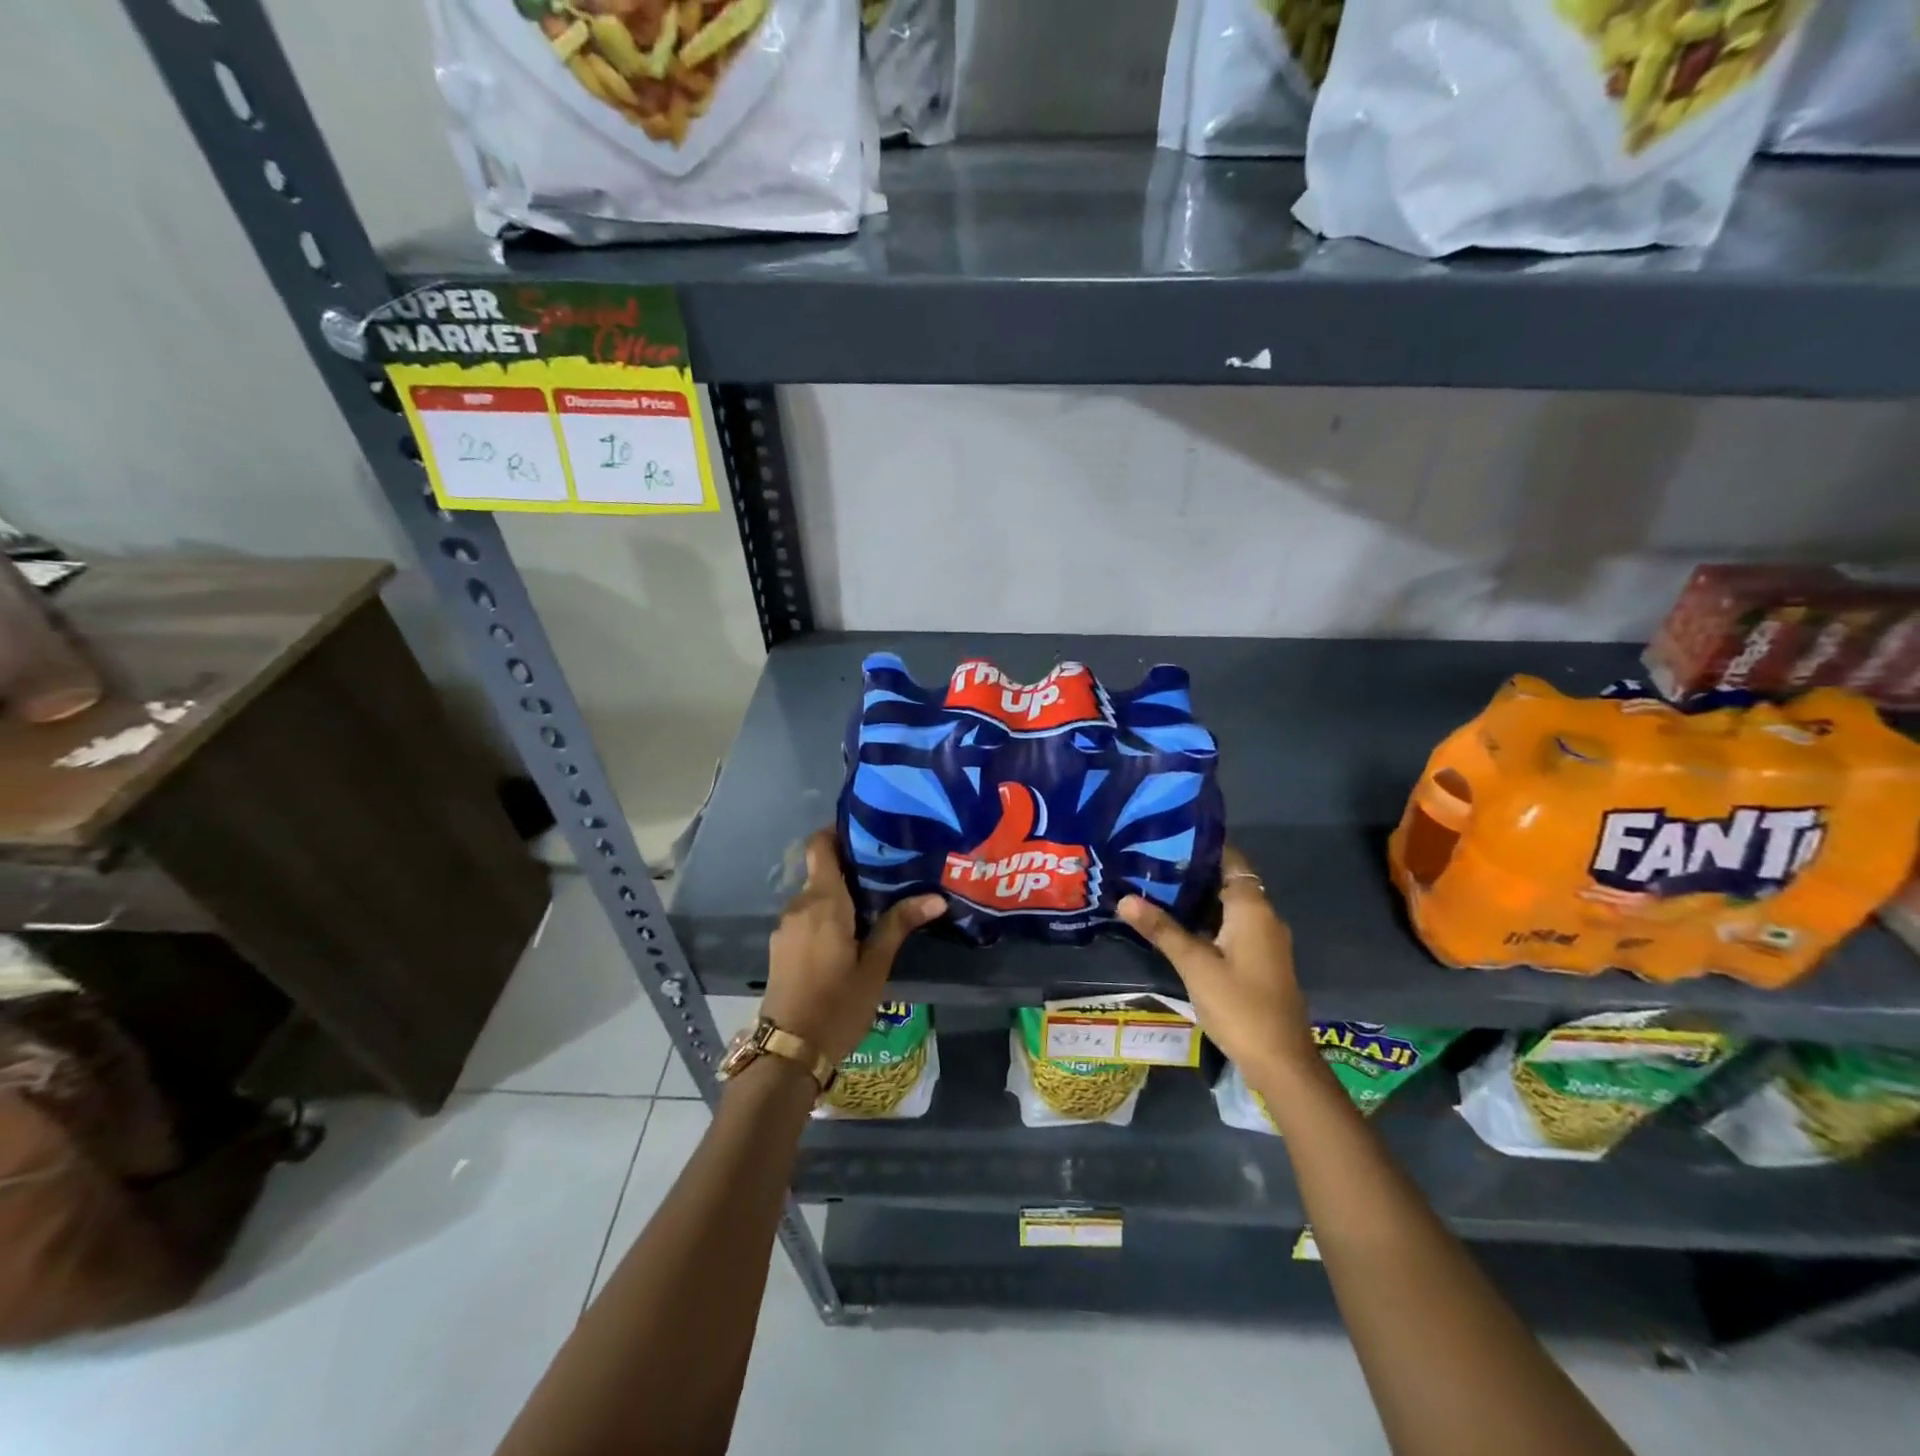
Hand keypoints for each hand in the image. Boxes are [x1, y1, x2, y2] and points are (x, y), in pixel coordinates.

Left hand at [761, 830, 945, 1066]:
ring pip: (814, 896)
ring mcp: (785, 928)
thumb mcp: (875, 966)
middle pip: (821, 870)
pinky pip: (806, 917)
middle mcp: (798, 906)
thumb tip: (936, 897)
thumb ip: (899, 925)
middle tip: (888, 874)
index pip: (819, 845)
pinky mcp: (781, 947)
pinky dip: (826, 915)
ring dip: (840, 895)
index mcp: (822, 901)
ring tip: (875, 904)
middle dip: (851, 869)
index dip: (839, 833)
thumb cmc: (837, 1005)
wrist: (789, 1052)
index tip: (869, 836)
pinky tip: (850, 934)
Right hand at [1118, 845, 1314, 1083]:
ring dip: (1196, 900)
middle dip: (1190, 874)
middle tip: (1148, 866)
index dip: (1200, 847)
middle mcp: (1263, 917)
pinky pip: (1231, 928)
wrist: (1281, 1062)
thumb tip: (1124, 898)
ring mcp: (1264, 941)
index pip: (1229, 859)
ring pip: (1227, 907)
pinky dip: (1206, 922)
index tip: (1164, 839)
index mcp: (1252, 908)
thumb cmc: (1239, 1006)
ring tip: (1154, 891)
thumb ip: (1161, 929)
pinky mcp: (1259, 961)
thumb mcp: (1194, 965)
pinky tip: (1176, 928)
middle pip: (1226, 881)